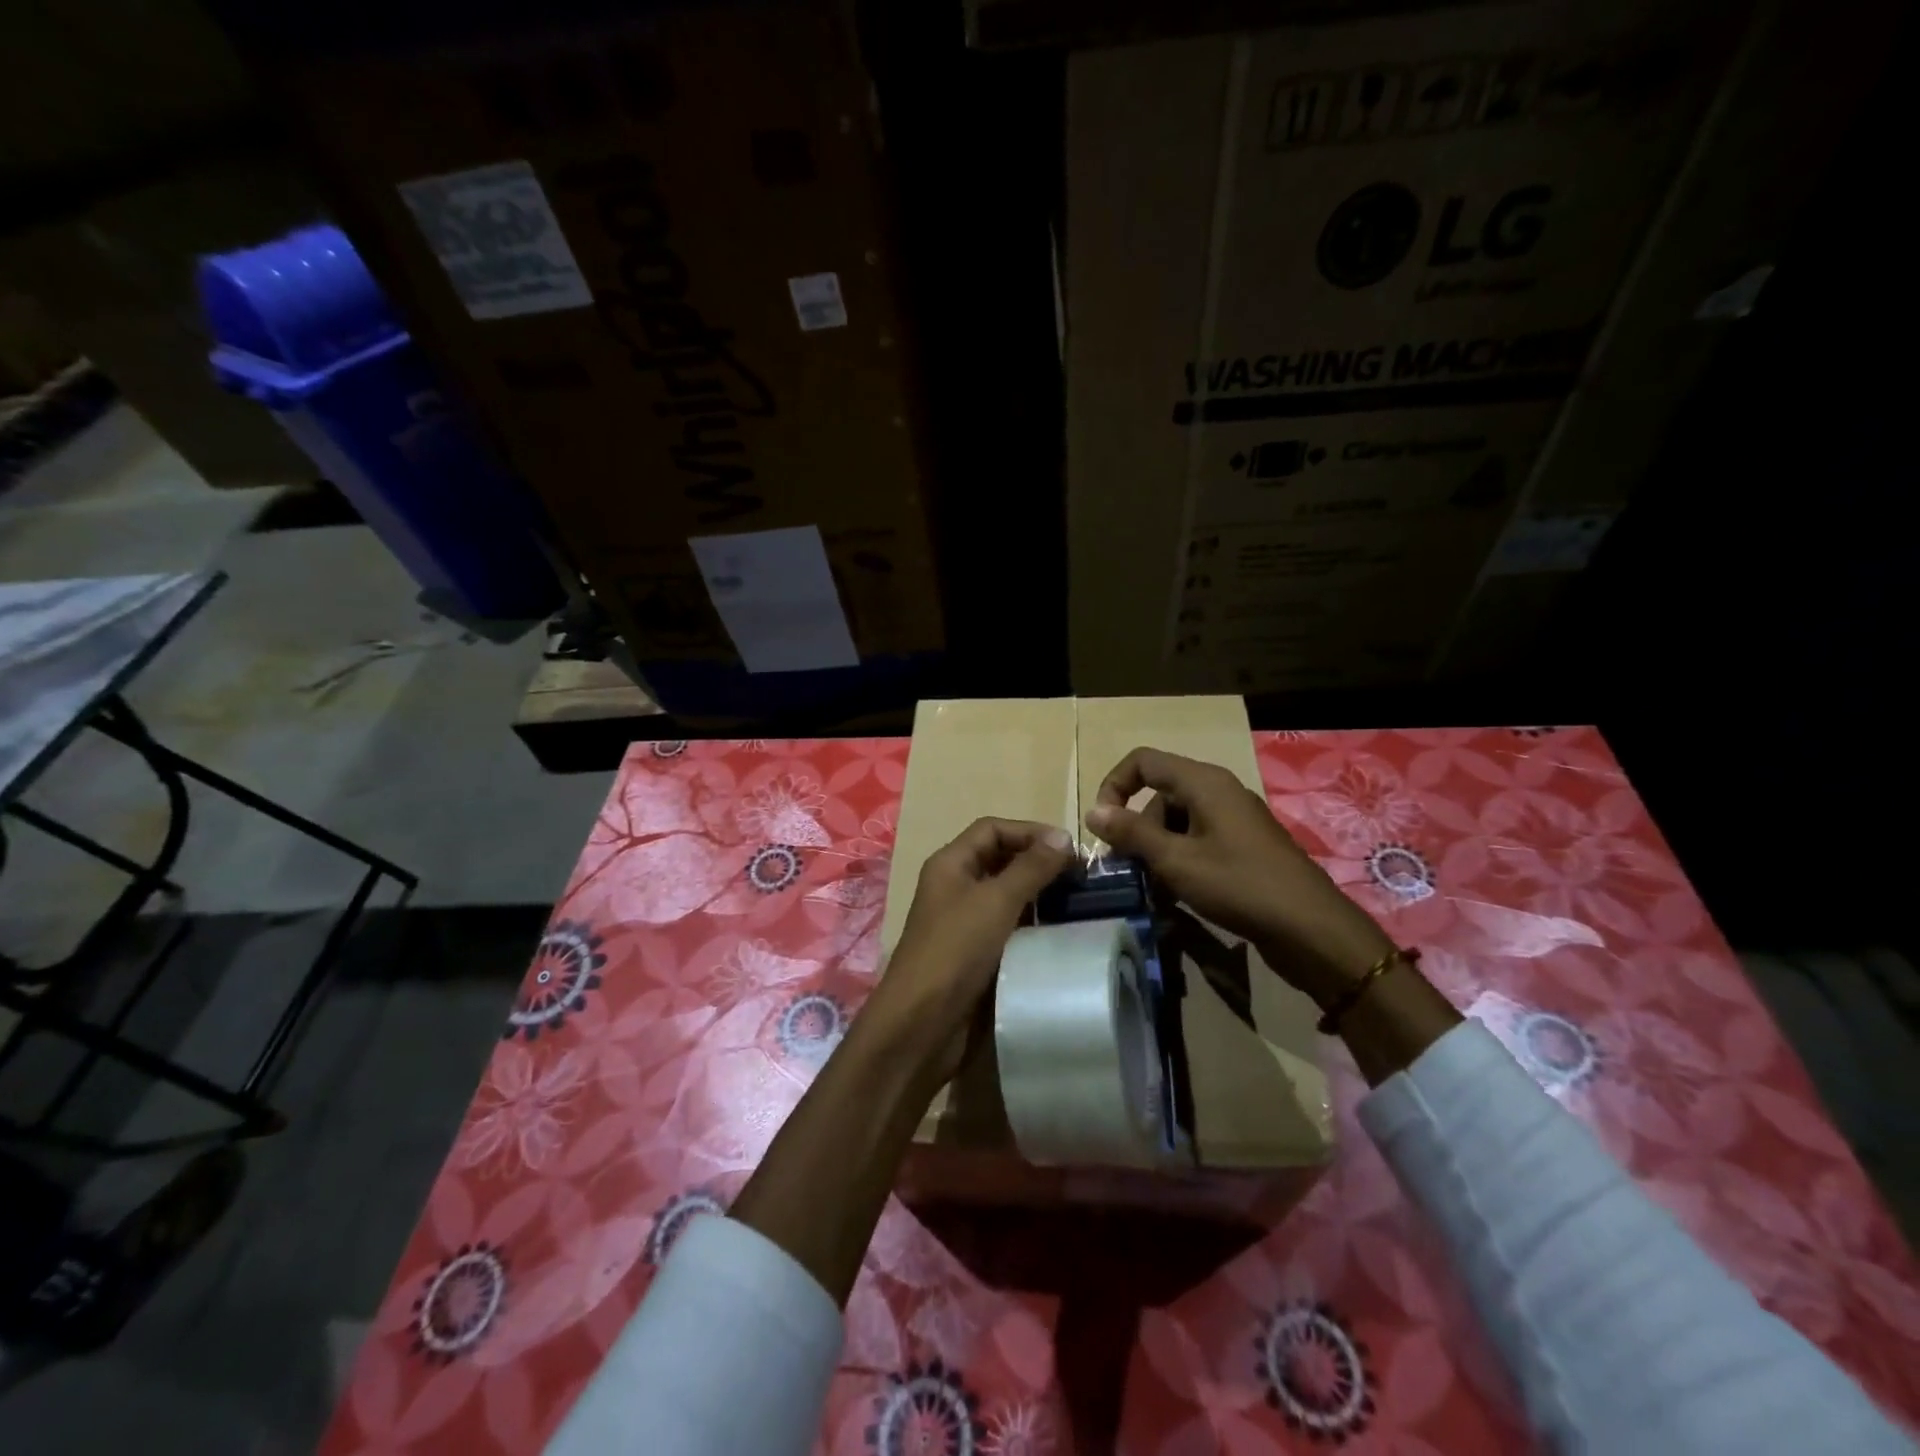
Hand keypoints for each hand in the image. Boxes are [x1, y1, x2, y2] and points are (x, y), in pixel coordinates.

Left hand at [871, 817, 1074, 1084]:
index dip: (1029, 831)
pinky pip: (1009, 927)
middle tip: (1081, 876)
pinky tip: (1060, 932)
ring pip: (1007, 895)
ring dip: (1040, 895)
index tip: (1069, 848)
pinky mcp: (976, 953)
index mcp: (951, 864)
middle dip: (1038, 862)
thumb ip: (1031, 867)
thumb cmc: (956, 950)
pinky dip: (1033, 924)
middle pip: (1000, 859)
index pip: (992, 829)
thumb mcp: (997, 901)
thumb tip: (1063, 837)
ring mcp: (964, 921)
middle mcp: (956, 886)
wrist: (923, 1023)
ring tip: (1078, 901)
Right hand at [1086, 747, 1393, 1007]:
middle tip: (1126, 866)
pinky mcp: (1243, 845)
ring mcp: (1233, 819)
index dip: (1114, 785)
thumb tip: (1093, 811)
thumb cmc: (1239, 885)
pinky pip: (1198, 839)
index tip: (1103, 825)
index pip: (1143, 761)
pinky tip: (1176, 893)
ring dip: (1156, 848)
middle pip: (1159, 793)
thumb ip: (1131, 832)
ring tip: (1151, 886)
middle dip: (1135, 826)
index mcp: (1203, 782)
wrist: (1310, 928)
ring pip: (1177, 820)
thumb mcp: (1176, 860)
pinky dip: (1179, 858)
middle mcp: (1219, 791)